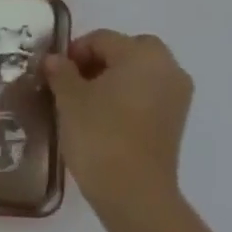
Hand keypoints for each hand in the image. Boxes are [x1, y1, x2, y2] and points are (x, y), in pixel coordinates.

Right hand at [43, 30, 193, 220]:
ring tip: (87, 101)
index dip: (74, 52)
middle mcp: (167, 68)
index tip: (55, 73)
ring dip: (116, 78)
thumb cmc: (99, 135)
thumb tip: (55, 60)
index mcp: (142, 54)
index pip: (102, 39)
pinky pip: (149, 93)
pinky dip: (129, 96)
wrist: (133, 192)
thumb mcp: (69, 99)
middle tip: (74, 81)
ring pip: (141, 72)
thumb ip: (61, 72)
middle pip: (129, 49)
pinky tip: (105, 116)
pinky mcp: (176, 120)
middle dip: (101, 60)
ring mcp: (177, 95)